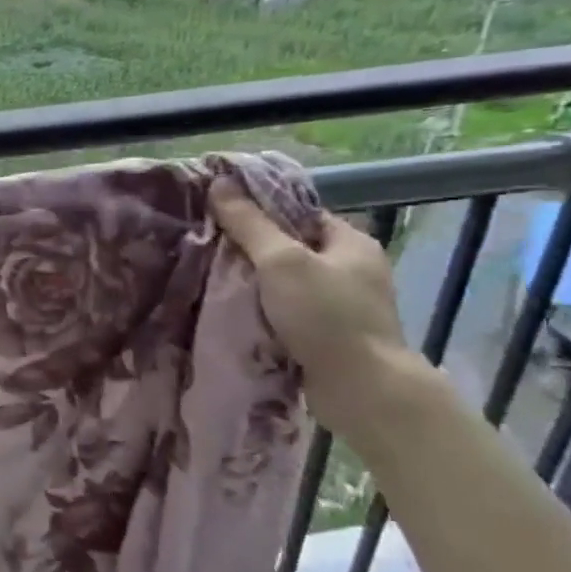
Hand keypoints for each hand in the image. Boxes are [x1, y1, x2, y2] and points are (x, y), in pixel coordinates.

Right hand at [210, 178, 417, 436]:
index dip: (262, 210)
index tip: (221, 214)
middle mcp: (352, 269)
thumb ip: (249, 224)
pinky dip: (264, 310)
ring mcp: (343, 305)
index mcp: (351, 243)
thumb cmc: (326, 315)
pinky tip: (234, 310)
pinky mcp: (330, 335)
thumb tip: (219, 183)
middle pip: (291, 248)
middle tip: (209, 246)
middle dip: (252, 249)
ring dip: (255, 283)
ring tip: (212, 277)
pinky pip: (288, 311)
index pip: (299, 213)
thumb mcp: (281, 261)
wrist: (361, 388)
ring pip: (287, 282)